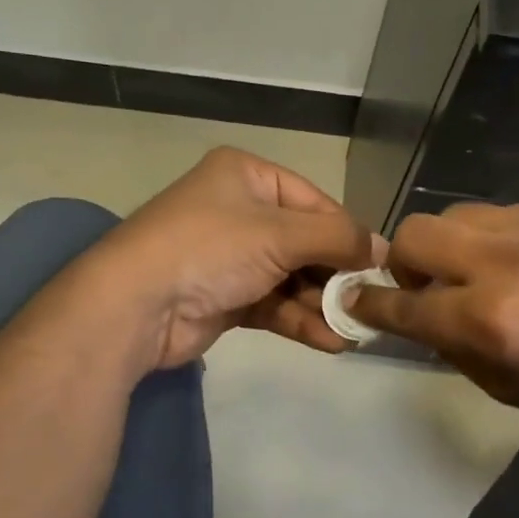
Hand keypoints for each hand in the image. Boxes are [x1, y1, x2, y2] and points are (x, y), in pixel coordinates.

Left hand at [74, 148, 382, 370]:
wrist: (135, 305)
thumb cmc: (211, 249)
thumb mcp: (281, 233)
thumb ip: (337, 238)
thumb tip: (384, 249)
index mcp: (247, 176)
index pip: (314, 201)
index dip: (348, 233)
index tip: (381, 265)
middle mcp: (240, 211)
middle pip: (305, 242)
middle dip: (336, 275)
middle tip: (370, 304)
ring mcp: (230, 257)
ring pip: (291, 277)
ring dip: (322, 303)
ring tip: (357, 329)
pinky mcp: (225, 297)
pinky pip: (274, 304)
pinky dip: (300, 320)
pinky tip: (331, 341)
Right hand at [352, 203, 518, 434]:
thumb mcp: (507, 388)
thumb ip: (452, 346)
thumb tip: (420, 314)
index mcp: (489, 323)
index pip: (403, 303)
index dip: (369, 303)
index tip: (355, 300)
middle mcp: (504, 265)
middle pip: (415, 234)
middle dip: (405, 263)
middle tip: (428, 287)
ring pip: (455, 214)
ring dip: (450, 246)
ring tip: (477, 272)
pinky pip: (502, 214)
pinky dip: (493, 239)